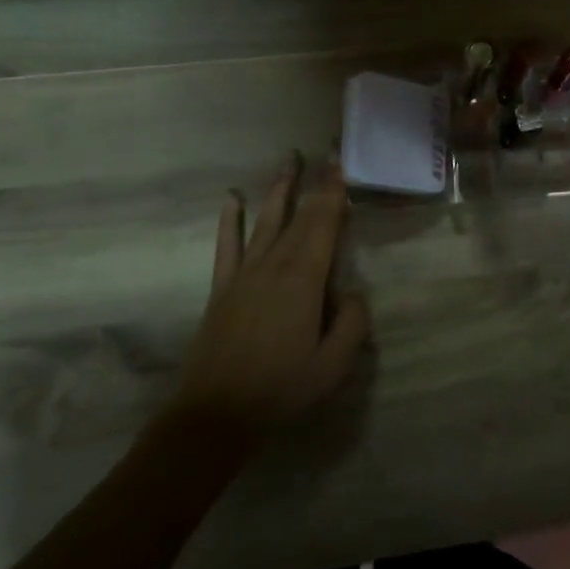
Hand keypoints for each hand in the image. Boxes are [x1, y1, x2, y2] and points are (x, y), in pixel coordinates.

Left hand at [170, 155, 370, 442]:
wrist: (215, 414)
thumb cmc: (281, 388)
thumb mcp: (333, 365)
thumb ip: (352, 323)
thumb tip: (353, 292)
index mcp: (304, 279)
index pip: (324, 223)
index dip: (334, 192)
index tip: (341, 163)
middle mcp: (275, 264)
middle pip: (300, 216)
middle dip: (315, 183)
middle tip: (326, 154)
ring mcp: (244, 273)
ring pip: (266, 220)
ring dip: (279, 189)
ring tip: (289, 160)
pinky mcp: (222, 287)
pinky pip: (227, 245)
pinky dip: (230, 220)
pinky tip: (232, 199)